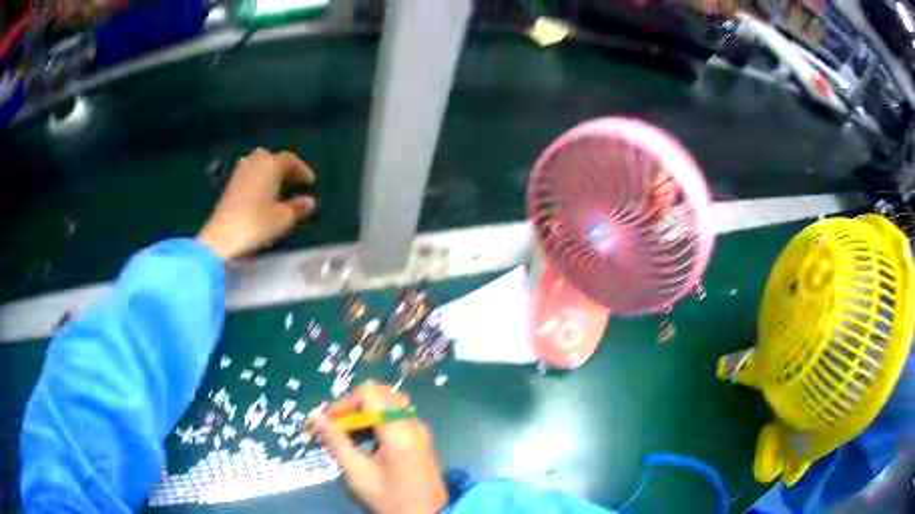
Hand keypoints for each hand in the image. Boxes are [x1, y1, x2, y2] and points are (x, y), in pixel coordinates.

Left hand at [196, 148, 315, 260]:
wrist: (222, 236)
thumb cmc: (256, 224)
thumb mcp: (283, 218)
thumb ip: (298, 207)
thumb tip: (310, 201)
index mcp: (270, 166)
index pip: (290, 160)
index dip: (301, 169)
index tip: (310, 182)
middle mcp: (255, 163)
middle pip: (272, 157)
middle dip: (284, 167)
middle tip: (293, 180)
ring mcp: (240, 172)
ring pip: (258, 163)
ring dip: (269, 171)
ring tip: (278, 185)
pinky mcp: (230, 184)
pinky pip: (249, 173)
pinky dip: (258, 177)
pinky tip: (261, 192)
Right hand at [308, 381, 448, 513]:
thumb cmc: (391, 499)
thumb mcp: (358, 474)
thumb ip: (336, 442)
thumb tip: (313, 416)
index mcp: (398, 430)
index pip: (369, 393)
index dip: (344, 402)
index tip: (327, 421)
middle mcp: (412, 422)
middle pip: (380, 393)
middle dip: (353, 405)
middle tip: (336, 425)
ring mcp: (420, 428)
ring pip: (389, 401)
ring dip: (366, 411)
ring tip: (348, 432)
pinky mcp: (421, 436)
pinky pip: (397, 414)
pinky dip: (378, 418)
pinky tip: (366, 438)